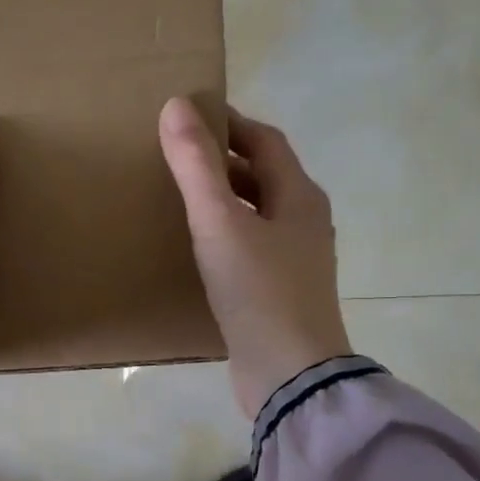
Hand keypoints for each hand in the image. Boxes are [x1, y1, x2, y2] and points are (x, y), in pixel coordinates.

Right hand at [159, 97, 352, 419]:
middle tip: (175, 155)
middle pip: (263, 175)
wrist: (290, 374)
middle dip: (223, 160)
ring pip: (256, 212)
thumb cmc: (258, 291)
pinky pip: (250, 246)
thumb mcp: (220, 223)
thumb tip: (176, 106)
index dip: (229, 123)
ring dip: (223, 198)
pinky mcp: (279, 291)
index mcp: (299, 197)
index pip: (265, 141)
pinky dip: (224, 234)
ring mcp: (295, 259)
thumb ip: (196, 166)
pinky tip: (196, 247)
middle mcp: (304, 222)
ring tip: (179, 196)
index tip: (188, 115)